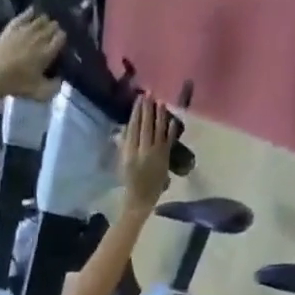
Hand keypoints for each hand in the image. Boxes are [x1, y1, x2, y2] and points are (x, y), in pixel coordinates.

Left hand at [0, 10, 64, 100]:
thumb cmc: (19, 85)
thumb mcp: (40, 93)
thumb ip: (54, 87)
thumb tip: (61, 79)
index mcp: (47, 52)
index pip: (61, 37)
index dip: (61, 39)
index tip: (60, 44)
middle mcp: (39, 37)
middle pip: (52, 26)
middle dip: (54, 29)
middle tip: (52, 36)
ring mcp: (26, 29)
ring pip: (41, 18)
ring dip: (44, 22)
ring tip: (43, 27)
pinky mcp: (13, 26)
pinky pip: (25, 14)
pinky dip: (30, 13)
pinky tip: (32, 12)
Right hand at [118, 95, 176, 209]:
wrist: (139, 202)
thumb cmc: (129, 183)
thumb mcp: (122, 164)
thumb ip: (125, 146)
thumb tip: (127, 128)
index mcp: (129, 153)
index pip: (133, 128)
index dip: (136, 112)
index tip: (139, 99)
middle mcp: (142, 152)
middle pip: (145, 126)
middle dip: (147, 109)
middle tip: (149, 93)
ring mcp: (154, 155)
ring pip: (157, 130)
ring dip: (159, 115)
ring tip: (160, 102)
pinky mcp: (164, 160)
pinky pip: (168, 141)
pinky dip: (170, 131)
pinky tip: (172, 120)